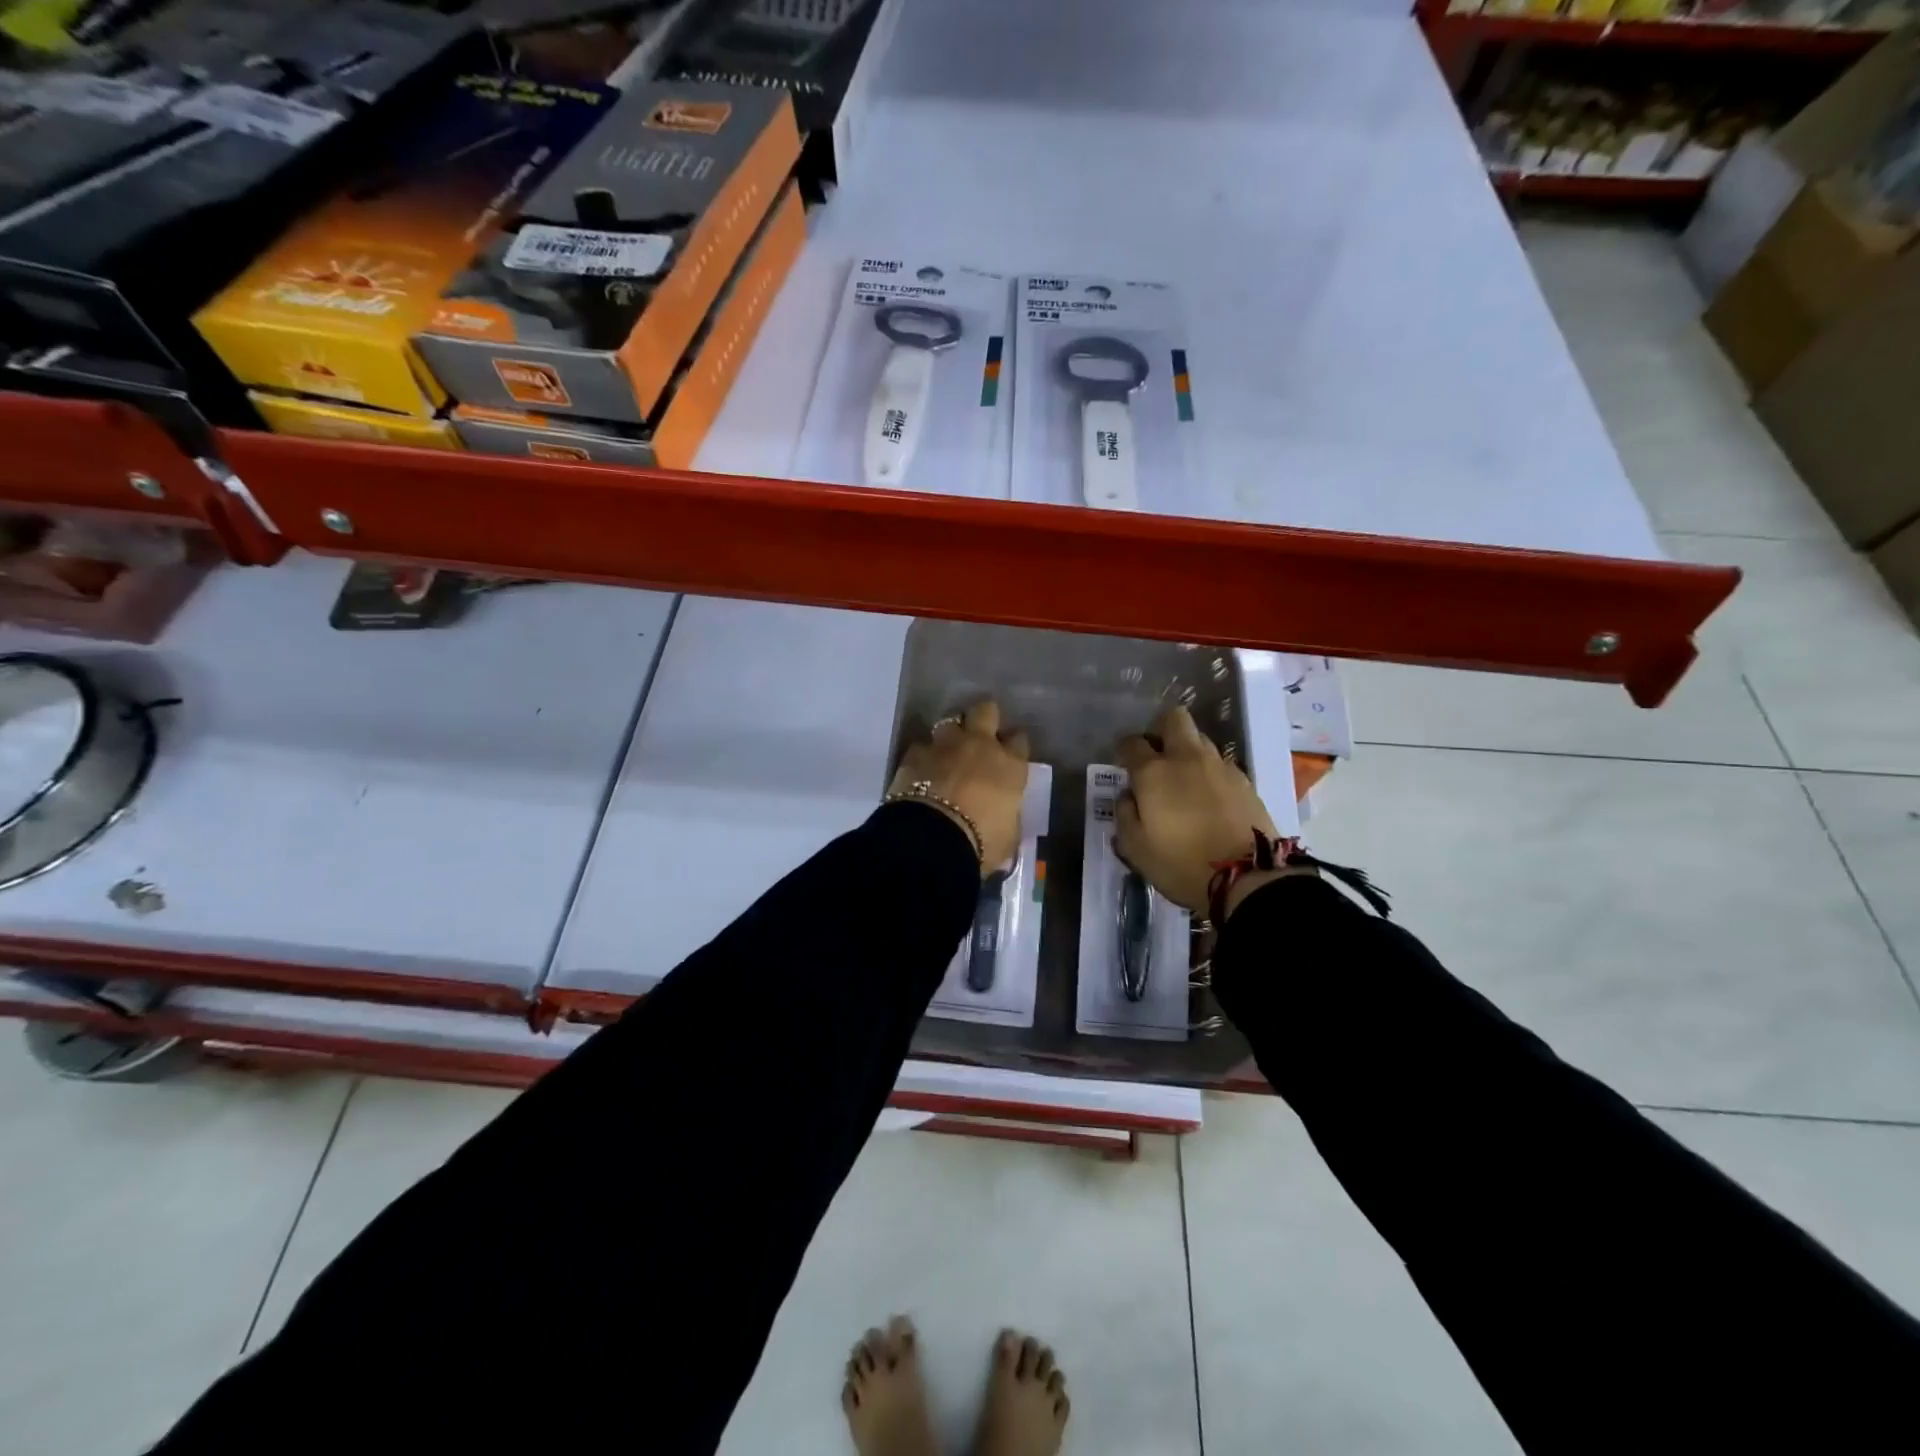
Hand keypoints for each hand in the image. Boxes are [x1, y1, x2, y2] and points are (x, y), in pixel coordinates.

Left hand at [888, 699, 1029, 873]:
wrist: (932, 840)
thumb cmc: (982, 842)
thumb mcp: (1008, 836)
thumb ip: (1008, 818)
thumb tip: (1004, 817)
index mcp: (1009, 766)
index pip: (1020, 740)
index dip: (1015, 744)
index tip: (1011, 752)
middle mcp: (980, 746)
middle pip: (986, 711)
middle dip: (984, 717)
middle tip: (980, 733)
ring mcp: (945, 746)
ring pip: (950, 721)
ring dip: (950, 734)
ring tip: (948, 750)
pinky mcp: (914, 754)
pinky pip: (921, 745)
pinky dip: (923, 755)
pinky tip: (921, 768)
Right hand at [1114, 705, 1278, 912]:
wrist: (1247, 878)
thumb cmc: (1181, 864)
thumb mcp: (1135, 848)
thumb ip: (1124, 814)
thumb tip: (1128, 795)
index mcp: (1154, 772)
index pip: (1132, 743)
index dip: (1124, 750)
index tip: (1123, 763)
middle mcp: (1186, 758)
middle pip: (1174, 719)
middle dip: (1160, 729)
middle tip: (1156, 755)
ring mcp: (1220, 767)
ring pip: (1200, 739)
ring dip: (1187, 750)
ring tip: (1183, 779)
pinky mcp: (1244, 781)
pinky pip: (1220, 763)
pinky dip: (1209, 772)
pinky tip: (1207, 796)